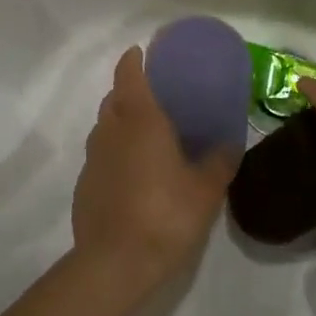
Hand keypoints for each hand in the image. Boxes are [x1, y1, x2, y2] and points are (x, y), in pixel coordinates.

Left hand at [73, 47, 238, 291]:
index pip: (129, 76)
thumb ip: (219, 162)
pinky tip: (133, 175)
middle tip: (154, 98)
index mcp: (141, 121)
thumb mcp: (206, 189)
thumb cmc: (166, 214)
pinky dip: (115, 155)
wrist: (115, 262)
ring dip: (120, 123)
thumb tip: (231, 144)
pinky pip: (101, 157)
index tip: (142, 53)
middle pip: (113, 99)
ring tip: (146, 137)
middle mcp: (111, 132)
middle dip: (128, 91)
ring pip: (104, 128)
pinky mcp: (84, 186)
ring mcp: (93, 160)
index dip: (133, 61)